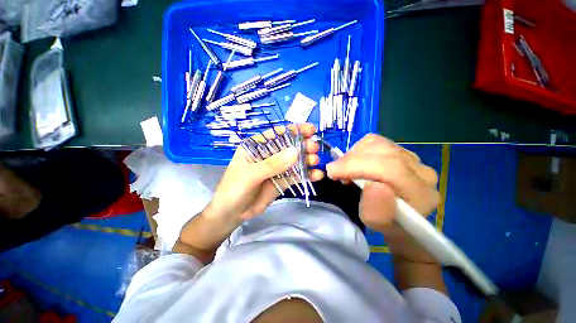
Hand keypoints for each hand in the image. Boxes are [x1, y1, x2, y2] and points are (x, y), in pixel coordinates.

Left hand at [205, 124, 323, 226]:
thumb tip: (295, 152)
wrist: (232, 213)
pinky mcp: (282, 181)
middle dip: (302, 145)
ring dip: (306, 160)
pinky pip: (296, 176)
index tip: (310, 129)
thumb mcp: (250, 175)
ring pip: (294, 161)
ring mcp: (276, 168)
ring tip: (315, 161)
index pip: (276, 134)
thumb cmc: (234, 189)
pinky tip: (317, 175)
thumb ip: (272, 164)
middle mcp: (268, 155)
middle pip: (288, 147)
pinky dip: (306, 175)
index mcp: (256, 147)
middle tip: (314, 148)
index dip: (294, 130)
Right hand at [326, 134, 439, 262]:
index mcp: (422, 194)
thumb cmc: (386, 223)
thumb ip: (376, 211)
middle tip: (335, 171)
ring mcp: (413, 158)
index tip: (332, 172)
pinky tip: (355, 163)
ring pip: (377, 143)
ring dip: (354, 155)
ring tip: (346, 169)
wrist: (399, 218)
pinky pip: (375, 141)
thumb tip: (372, 186)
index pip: (390, 169)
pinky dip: (358, 150)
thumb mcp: (377, 224)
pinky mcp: (400, 151)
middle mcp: (422, 172)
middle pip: (383, 152)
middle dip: (352, 160)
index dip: (356, 166)